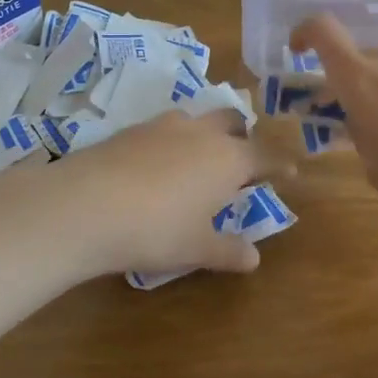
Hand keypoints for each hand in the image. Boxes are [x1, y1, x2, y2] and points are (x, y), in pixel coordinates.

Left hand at [0, 110, 280, 283]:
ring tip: (198, 156)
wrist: (88, 204)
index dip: (279, 163)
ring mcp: (163, 125)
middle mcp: (201, 133)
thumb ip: (228, 250)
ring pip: (195, 118)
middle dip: (242, 134)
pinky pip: (163, 127)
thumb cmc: (157, 230)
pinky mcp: (131, 128)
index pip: (265, 155)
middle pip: (232, 120)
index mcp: (228, 159)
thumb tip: (253, 258)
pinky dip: (171, 140)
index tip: (290, 169)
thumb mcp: (197, 247)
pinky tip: (157, 162)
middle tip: (241, 155)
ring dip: (204, 132)